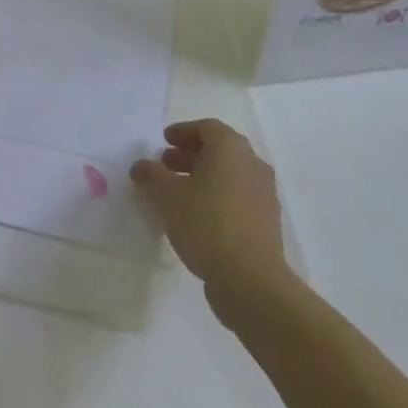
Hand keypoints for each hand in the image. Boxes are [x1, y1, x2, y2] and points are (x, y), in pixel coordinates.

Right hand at [131, 120, 287, 296]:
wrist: (251, 279)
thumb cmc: (206, 224)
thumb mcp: (167, 197)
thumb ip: (150, 176)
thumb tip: (141, 167)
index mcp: (231, 149)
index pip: (207, 127)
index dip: (183, 131)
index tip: (164, 141)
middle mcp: (252, 164)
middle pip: (220, 150)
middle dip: (191, 154)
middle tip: (166, 164)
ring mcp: (264, 194)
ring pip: (230, 175)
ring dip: (203, 177)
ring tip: (178, 193)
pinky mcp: (266, 222)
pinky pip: (238, 197)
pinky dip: (217, 197)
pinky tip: (197, 217)